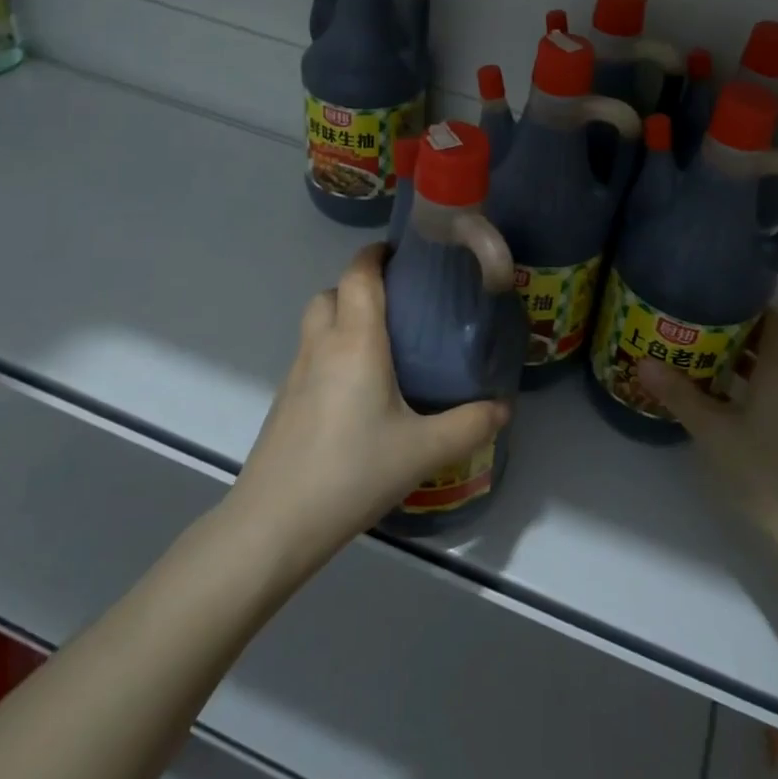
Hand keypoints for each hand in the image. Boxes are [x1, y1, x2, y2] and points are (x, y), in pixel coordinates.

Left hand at [231, 245, 509, 569]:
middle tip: (399, 306)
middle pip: (331, 292)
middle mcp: (321, 346)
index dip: (376, 254)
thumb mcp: (423, 451)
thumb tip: (504, 407)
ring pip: (316, 323)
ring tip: (382, 346)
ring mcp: (296, 373)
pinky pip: (309, 355)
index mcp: (355, 341)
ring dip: (343, 318)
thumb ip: (469, 425)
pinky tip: (357, 391)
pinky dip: (331, 351)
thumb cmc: (352, 472)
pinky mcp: (284, 401)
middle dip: (360, 287)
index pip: (359, 274)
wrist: (274, 524)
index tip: (404, 255)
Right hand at [636, 311, 777, 541]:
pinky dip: (744, 380)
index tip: (715, 296)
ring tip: (696, 348)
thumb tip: (643, 361)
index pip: (774, 321)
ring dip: (738, 355)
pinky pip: (767, 387)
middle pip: (769, 340)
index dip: (750, 305)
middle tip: (695, 320)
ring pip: (768, 366)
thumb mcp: (711, 426)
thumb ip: (678, 392)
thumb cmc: (758, 465)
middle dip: (735, 328)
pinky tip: (712, 389)